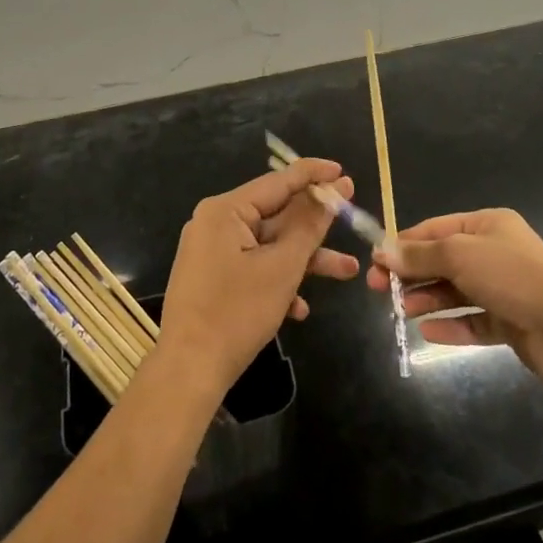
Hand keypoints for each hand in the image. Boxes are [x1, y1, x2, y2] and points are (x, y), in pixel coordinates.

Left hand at [158, 159, 361, 391]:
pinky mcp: (213, 279)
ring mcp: (212, 252)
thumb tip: (331, 190)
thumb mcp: (282, 267)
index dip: (313, 175)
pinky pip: (253, 268)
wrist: (189, 371)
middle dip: (316, 228)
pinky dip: (278, 281)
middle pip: (275, 215)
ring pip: (268, 246)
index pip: (278, 181)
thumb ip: (309, 226)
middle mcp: (215, 224)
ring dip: (304, 260)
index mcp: (225, 210)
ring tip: (348, 272)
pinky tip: (300, 309)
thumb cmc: (237, 312)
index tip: (343, 171)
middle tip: (352, 219)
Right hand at [368, 208, 542, 383]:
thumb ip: (420, 256)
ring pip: (455, 292)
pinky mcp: (509, 323)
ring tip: (400, 310)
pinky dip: (450, 326)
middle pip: (443, 261)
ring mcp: (503, 289)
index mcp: (486, 226)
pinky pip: (472, 322)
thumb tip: (383, 251)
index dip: (404, 244)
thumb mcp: (458, 255)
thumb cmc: (510, 275)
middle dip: (411, 274)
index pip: (435, 230)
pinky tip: (427, 331)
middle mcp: (494, 253)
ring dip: (427, 299)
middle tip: (378, 288)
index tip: (375, 260)